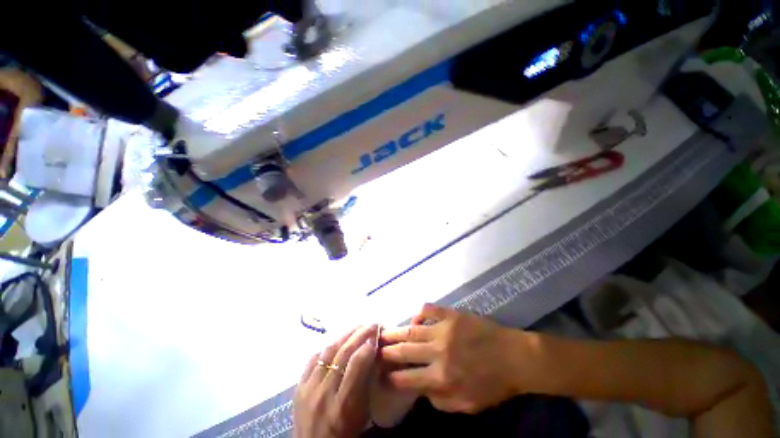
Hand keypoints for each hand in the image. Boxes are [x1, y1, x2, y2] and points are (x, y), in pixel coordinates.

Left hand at [294, 325, 378, 437]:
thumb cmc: (345, 434)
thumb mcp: (362, 414)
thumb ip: (366, 383)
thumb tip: (371, 353)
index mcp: (343, 405)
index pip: (356, 364)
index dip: (368, 346)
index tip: (377, 335)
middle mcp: (324, 394)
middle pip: (343, 354)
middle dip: (359, 334)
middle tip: (371, 323)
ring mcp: (309, 389)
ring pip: (328, 352)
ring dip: (345, 335)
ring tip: (357, 327)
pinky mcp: (299, 387)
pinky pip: (313, 359)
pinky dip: (327, 347)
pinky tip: (336, 341)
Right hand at [381, 304, 524, 413]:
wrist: (515, 357)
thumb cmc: (493, 384)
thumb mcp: (468, 405)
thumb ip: (441, 402)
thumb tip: (421, 390)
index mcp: (441, 378)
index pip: (407, 378)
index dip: (391, 378)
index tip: (381, 375)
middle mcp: (438, 352)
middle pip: (404, 350)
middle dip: (386, 351)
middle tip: (374, 348)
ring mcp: (444, 329)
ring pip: (412, 329)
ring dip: (396, 331)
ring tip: (383, 332)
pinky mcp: (451, 314)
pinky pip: (429, 309)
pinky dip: (419, 312)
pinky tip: (415, 318)